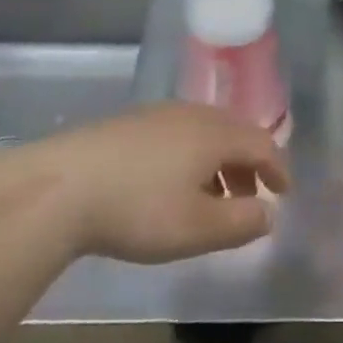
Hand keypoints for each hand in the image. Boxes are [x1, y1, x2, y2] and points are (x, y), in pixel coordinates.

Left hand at [20, 104, 288, 262]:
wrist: (59, 187)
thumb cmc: (138, 209)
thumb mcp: (197, 228)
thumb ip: (241, 222)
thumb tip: (268, 213)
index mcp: (215, 134)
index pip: (262, 143)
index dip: (278, 168)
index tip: (283, 193)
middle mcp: (192, 114)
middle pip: (234, 133)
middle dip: (249, 165)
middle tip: (250, 198)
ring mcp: (158, 114)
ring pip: (204, 133)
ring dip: (219, 163)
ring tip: (210, 198)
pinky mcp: (129, 123)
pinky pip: (177, 134)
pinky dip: (191, 157)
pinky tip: (170, 184)